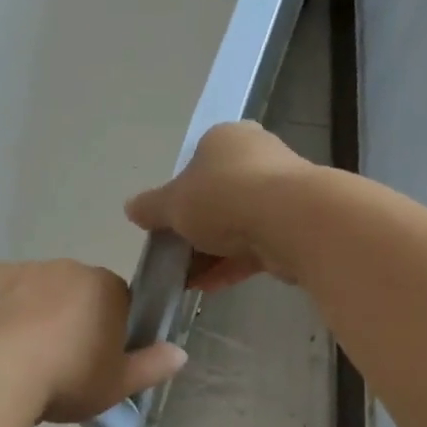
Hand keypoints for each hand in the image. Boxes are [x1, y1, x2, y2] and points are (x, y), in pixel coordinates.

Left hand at [0, 260, 188, 422]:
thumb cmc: (65, 379)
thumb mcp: (116, 385)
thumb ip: (151, 366)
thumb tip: (180, 353)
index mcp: (105, 288)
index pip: (117, 300)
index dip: (108, 328)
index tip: (95, 358)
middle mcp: (66, 268)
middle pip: (74, 292)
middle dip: (68, 318)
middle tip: (55, 361)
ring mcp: (21, 268)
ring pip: (32, 290)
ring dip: (30, 313)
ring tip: (15, 357)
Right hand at [124, 122, 316, 291]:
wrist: (291, 220)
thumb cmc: (223, 197)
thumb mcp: (173, 203)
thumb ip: (150, 207)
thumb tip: (131, 208)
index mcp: (226, 138)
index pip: (196, 163)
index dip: (179, 195)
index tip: (166, 224)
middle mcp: (257, 156)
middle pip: (218, 196)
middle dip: (196, 229)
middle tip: (175, 254)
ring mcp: (281, 191)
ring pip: (237, 224)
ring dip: (212, 253)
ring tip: (187, 280)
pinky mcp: (295, 225)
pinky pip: (255, 246)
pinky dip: (232, 265)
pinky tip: (209, 288)